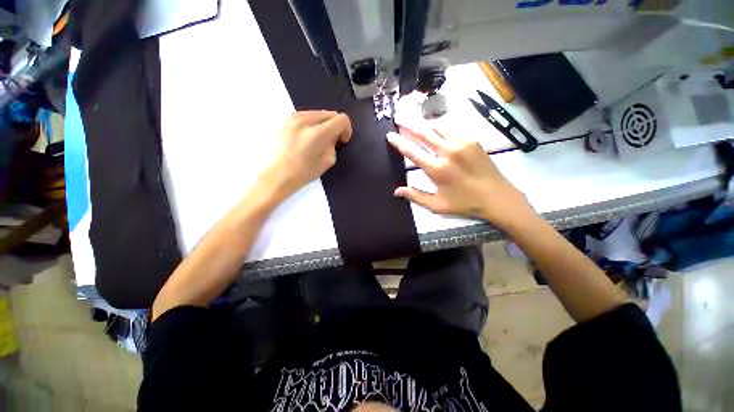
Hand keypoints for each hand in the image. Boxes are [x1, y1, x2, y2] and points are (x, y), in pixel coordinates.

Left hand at [263, 110, 351, 199]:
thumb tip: (332, 136)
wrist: (279, 174)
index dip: (346, 129)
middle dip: (336, 126)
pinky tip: (308, 135)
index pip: (341, 119)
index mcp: (317, 134)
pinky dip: (312, 123)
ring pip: (318, 113)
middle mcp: (305, 121)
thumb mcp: (328, 161)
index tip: (342, 140)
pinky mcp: (286, 119)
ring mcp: (293, 118)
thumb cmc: (305, 172)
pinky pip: (306, 115)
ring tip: (319, 138)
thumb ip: (333, 144)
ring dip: (324, 124)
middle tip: (333, 140)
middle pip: (330, 113)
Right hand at [387, 125, 534, 228]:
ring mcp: (461, 143)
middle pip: (423, 133)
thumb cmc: (464, 203)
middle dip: (408, 124)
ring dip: (424, 125)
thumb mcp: (437, 205)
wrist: (496, 196)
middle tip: (398, 118)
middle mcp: (447, 152)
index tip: (390, 135)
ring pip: (437, 127)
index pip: (412, 152)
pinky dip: (440, 128)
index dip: (399, 142)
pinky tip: (435, 130)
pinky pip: (451, 129)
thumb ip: (415, 196)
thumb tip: (397, 191)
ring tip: (415, 123)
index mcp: (437, 169)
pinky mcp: (472, 140)